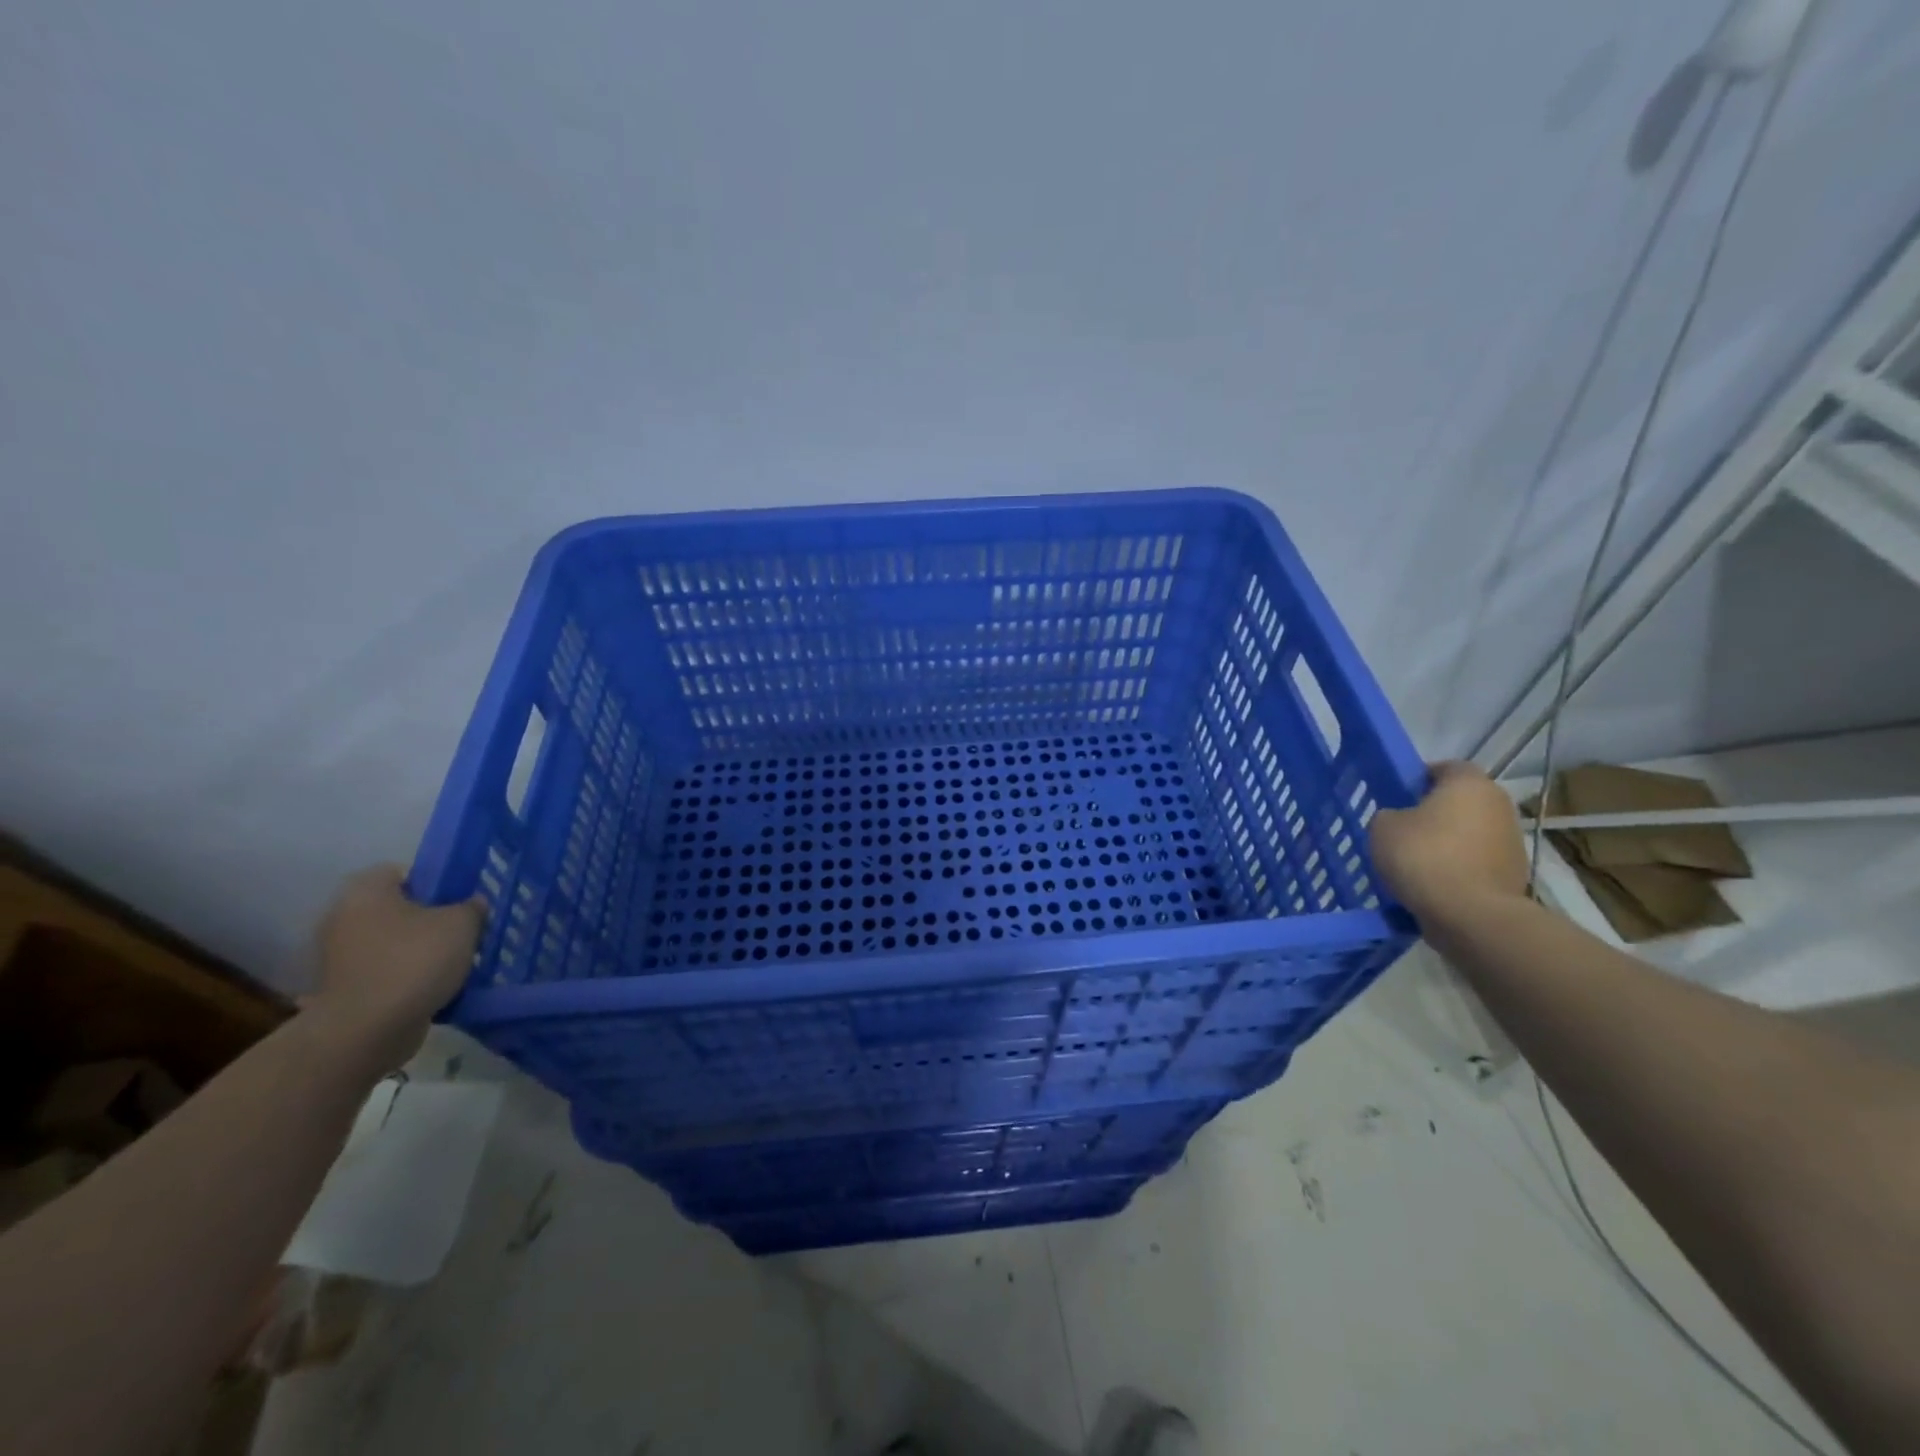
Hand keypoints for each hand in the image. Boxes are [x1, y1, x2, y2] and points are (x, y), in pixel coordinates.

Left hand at [308, 865, 485, 1072]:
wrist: (367, 1030)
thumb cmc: (414, 961)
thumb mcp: (462, 924)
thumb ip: (472, 907)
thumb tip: (472, 905)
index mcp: (366, 892)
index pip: (401, 872)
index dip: (433, 882)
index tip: (458, 900)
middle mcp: (342, 918)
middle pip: (396, 909)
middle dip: (427, 919)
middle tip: (461, 931)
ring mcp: (337, 957)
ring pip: (390, 943)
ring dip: (416, 950)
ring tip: (452, 962)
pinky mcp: (341, 990)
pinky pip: (383, 972)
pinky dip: (404, 977)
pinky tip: (433, 987)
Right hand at [1368, 762, 1529, 923]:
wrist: (1470, 914)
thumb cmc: (1423, 856)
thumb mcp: (1382, 827)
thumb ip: (1390, 815)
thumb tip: (1401, 821)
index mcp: (1469, 783)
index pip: (1445, 767)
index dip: (1419, 779)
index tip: (1397, 796)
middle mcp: (1498, 805)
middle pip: (1462, 801)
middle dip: (1435, 812)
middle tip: (1403, 829)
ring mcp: (1512, 841)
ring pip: (1470, 833)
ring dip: (1449, 842)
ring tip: (1416, 863)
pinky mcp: (1515, 874)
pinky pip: (1476, 862)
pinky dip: (1458, 868)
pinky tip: (1433, 885)